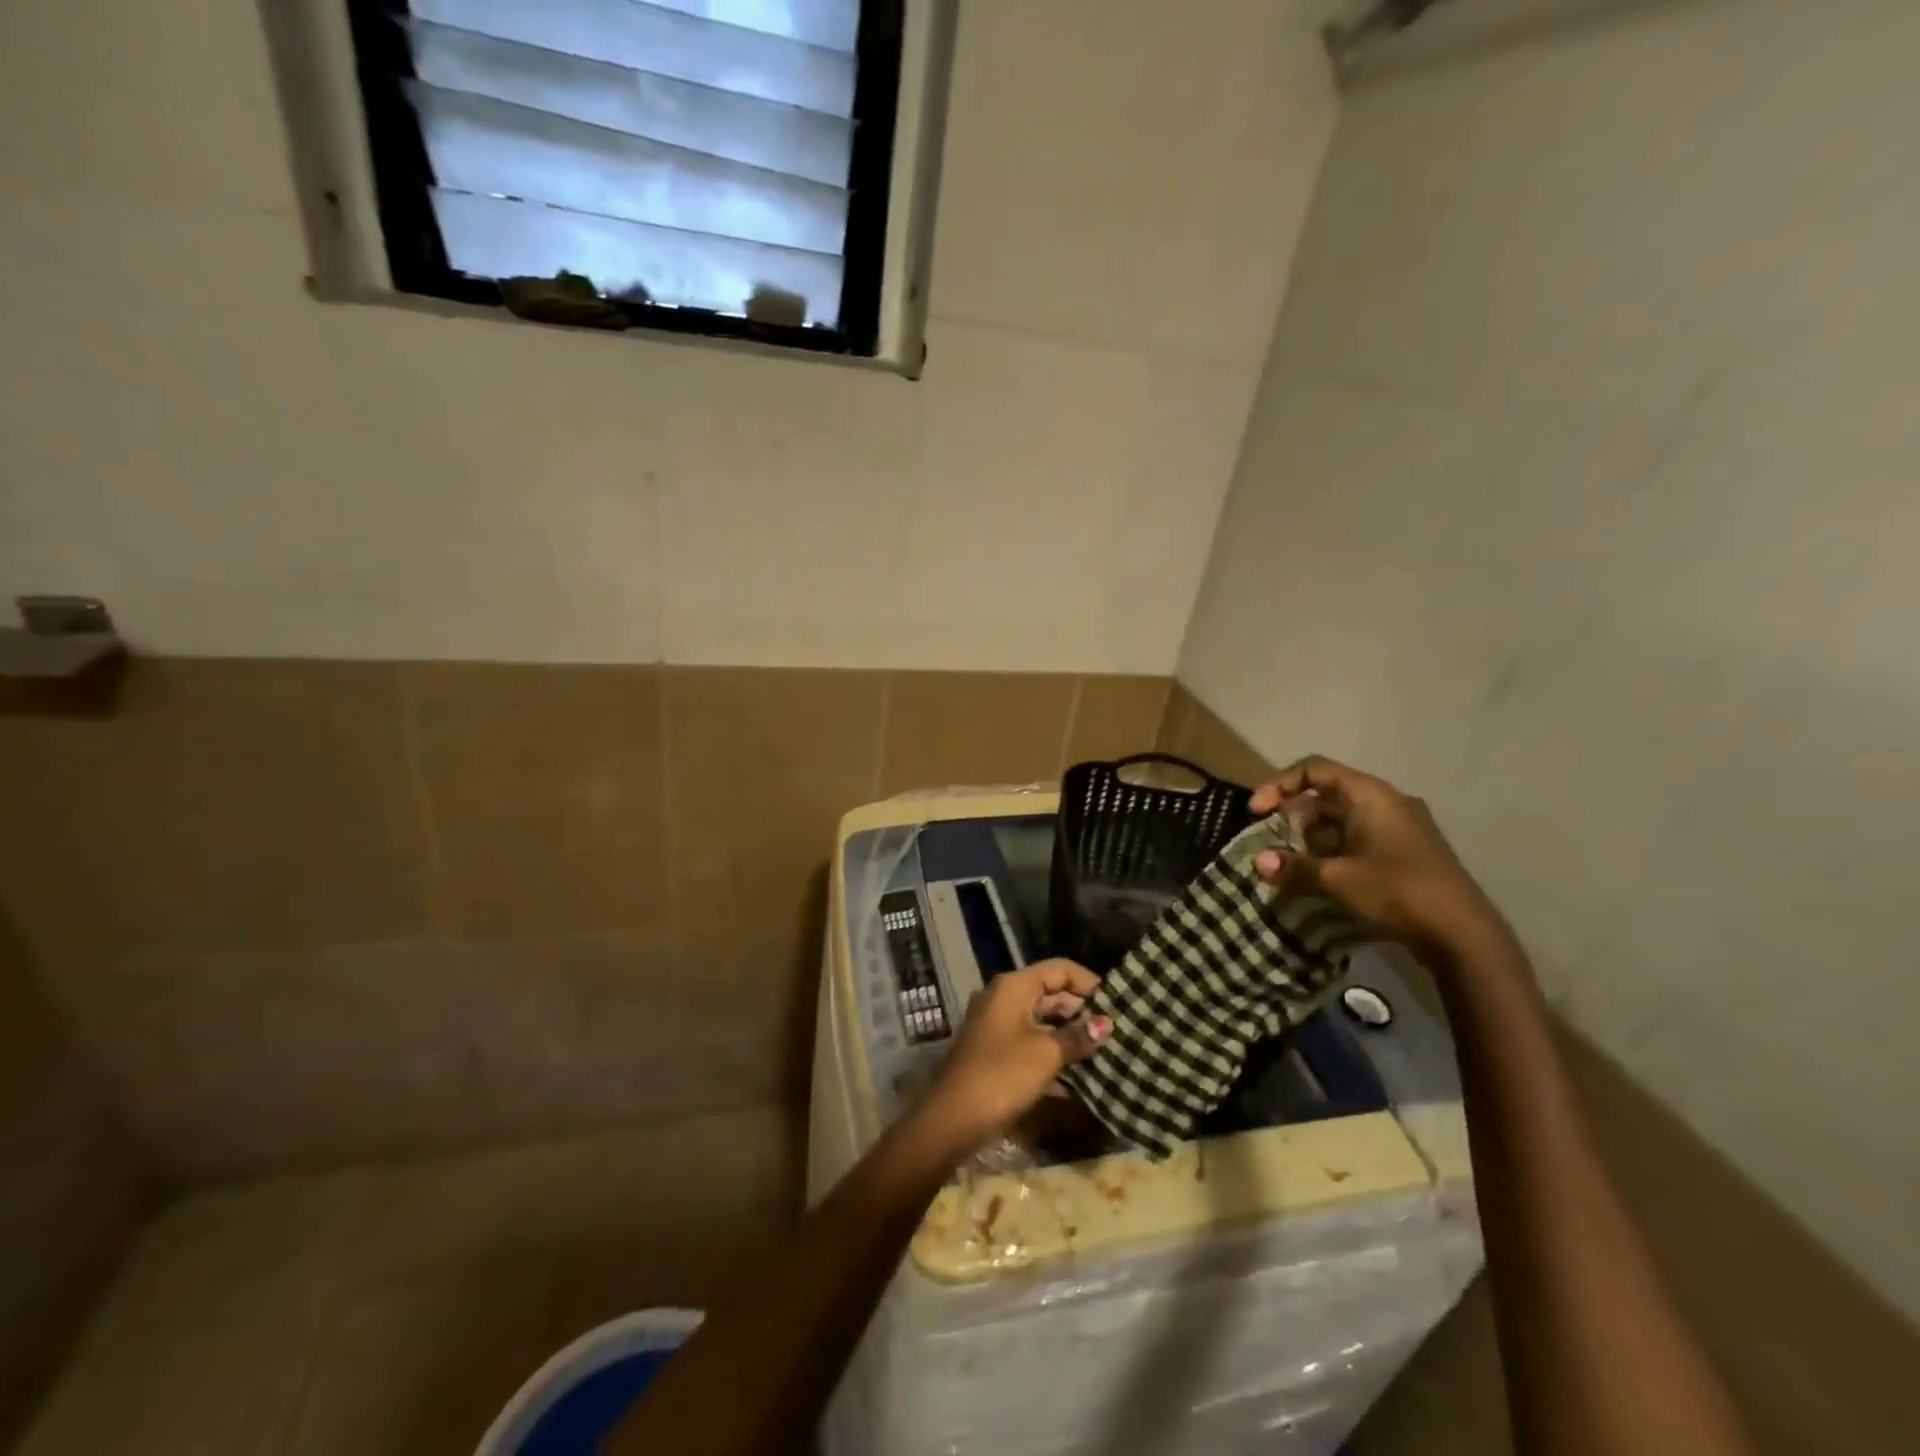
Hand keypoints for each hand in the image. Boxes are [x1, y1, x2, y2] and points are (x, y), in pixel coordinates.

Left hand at [915, 960, 1110, 1154]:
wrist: (952, 1118)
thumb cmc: (1001, 1076)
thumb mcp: (1045, 1054)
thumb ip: (1077, 1036)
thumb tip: (1106, 1024)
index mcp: (1013, 987)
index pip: (1059, 969)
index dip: (1088, 982)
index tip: (1116, 1003)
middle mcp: (1003, 997)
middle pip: (1050, 992)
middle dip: (1081, 1009)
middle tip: (1115, 1029)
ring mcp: (996, 1023)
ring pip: (1041, 1018)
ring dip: (1069, 1031)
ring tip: (1103, 1048)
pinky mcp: (995, 1049)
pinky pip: (1031, 1038)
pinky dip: (1052, 1048)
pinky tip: (1078, 1069)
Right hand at [1250, 756, 1508, 957]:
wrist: (1463, 934)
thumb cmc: (1396, 891)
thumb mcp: (1337, 879)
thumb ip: (1295, 867)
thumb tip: (1259, 863)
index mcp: (1369, 795)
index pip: (1314, 769)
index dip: (1279, 785)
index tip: (1257, 813)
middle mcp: (1386, 801)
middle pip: (1326, 795)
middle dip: (1293, 818)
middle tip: (1275, 847)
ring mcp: (1400, 826)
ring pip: (1341, 819)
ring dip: (1312, 839)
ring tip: (1294, 866)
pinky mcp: (1407, 850)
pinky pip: (1359, 837)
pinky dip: (1334, 850)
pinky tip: (1323, 878)